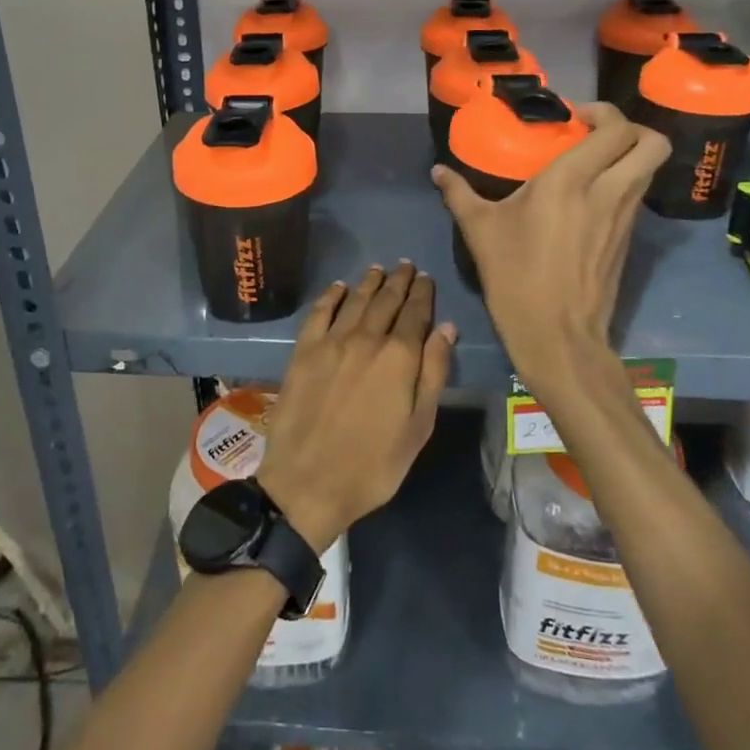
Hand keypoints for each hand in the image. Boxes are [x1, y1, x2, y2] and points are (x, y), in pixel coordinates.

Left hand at [256, 264, 453, 553]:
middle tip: (406, 266)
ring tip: (379, 270)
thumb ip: (433, 373)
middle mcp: (366, 338)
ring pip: (355, 300)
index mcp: (399, 357)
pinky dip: (332, 295)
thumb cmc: (373, 465)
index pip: (416, 313)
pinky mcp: (303, 350)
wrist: (307, 482)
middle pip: (386, 300)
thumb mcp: (418, 427)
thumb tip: (446, 328)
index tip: (426, 278)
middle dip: (399, 281)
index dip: (423, 293)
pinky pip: (320, 312)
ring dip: (369, 282)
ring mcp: (331, 342)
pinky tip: (339, 287)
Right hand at [432, 103, 666, 399]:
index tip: (573, 118)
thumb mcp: (480, 231)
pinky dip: (625, 183)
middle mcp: (608, 191)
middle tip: (596, 133)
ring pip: (650, 169)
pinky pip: (638, 195)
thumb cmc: (515, 277)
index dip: (603, 112)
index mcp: (571, 181)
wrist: (557, 336)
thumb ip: (459, 193)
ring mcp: (625, 217)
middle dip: (632, 128)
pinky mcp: (629, 239)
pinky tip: (590, 197)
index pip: (615, 128)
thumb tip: (438, 171)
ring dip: (629, 155)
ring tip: (593, 162)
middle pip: (652, 143)